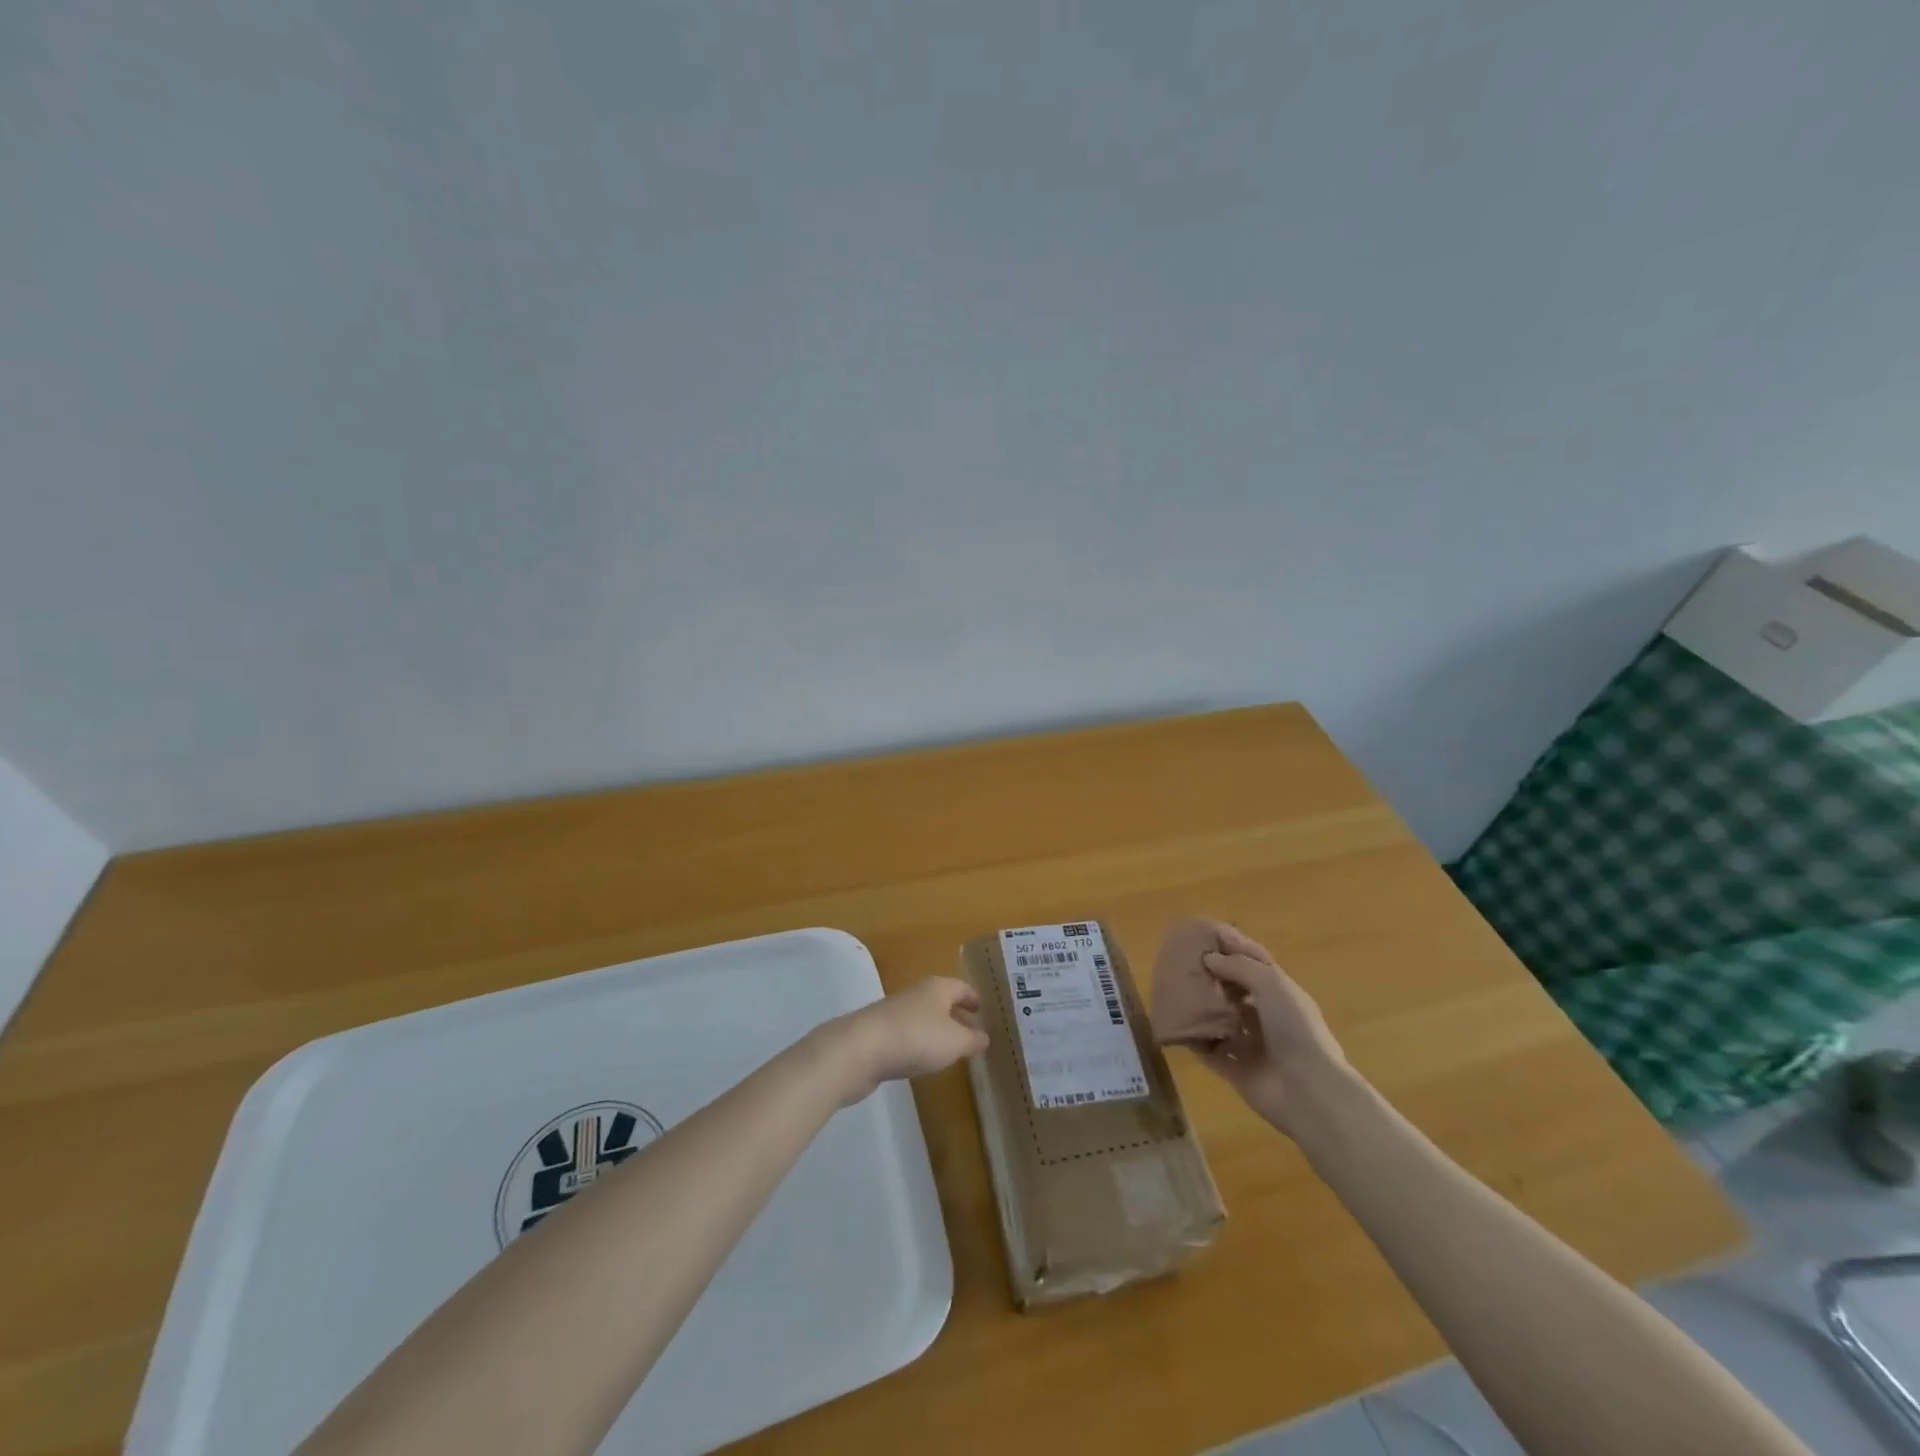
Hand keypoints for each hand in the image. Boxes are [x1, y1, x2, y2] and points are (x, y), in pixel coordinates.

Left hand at [822, 977, 989, 1105]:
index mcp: (937, 987)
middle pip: (941, 1000)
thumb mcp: (954, 1042)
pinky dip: (919, 1042)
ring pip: (923, 1017)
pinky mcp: (879, 1032)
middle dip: (956, 1013)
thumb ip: (972, 1040)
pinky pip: (907, 1034)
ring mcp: (894, 1012)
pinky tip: (921, 1059)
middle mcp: (916, 993)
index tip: (983, 1009)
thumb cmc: (915, 1038)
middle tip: (972, 1030)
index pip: (961, 987)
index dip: (973, 998)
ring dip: (937, 1029)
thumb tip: (984, 1037)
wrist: (859, 1050)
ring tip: (950, 1048)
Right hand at [1193, 935, 1347, 1138]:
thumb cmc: (1295, 1029)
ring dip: (1201, 1008)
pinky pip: (1210, 1051)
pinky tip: (1176, 1026)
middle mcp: (1267, 1016)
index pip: (1254, 962)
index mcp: (1281, 993)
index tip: (1203, 933)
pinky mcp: (1236, 1070)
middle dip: (1212, 976)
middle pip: (1235, 990)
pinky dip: (1195, 1040)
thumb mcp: (1271, 985)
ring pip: (1221, 1020)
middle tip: (1181, 964)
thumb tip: (1209, 958)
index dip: (1231, 946)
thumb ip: (1239, 967)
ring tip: (1173, 992)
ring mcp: (1252, 1045)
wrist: (1308, 1092)